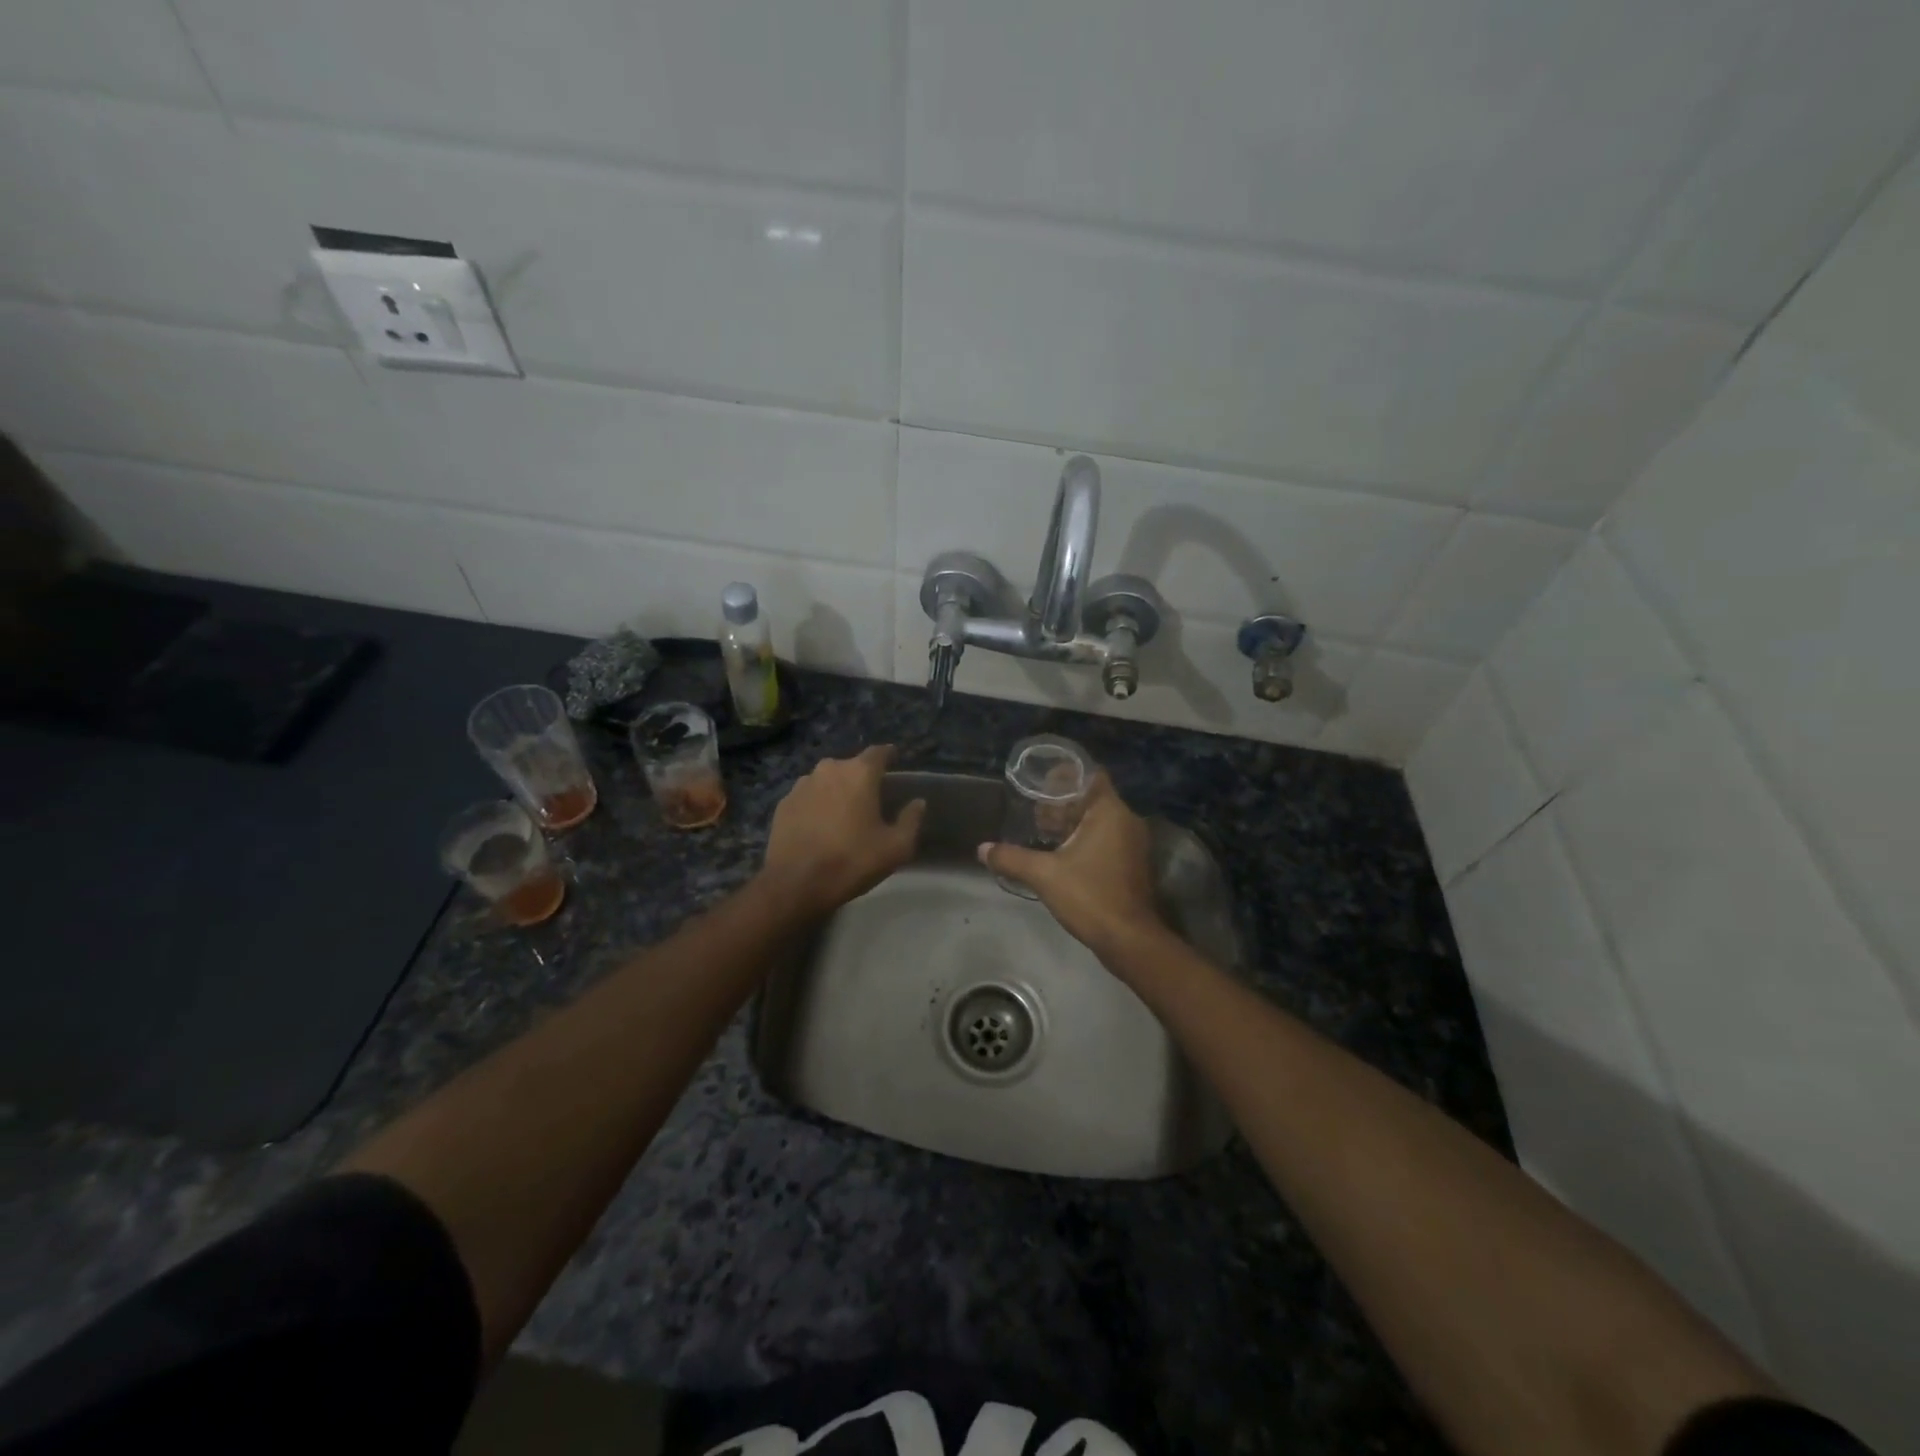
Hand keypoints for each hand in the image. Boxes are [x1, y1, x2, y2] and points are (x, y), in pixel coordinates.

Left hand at [758, 745, 925, 916]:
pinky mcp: (783, 803)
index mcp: (859, 773)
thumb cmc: (851, 861)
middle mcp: (829, 769)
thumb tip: (918, 803)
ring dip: (837, 791)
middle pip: (851, 766)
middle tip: (871, 799)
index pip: (879, 752)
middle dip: (862, 778)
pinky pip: (808, 797)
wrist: (794, 883)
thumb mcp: (896, 847)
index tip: (895, 761)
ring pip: (827, 781)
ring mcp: (801, 785)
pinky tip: (820, 826)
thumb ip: (911, 820)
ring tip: (844, 814)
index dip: (889, 755)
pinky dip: (816, 806)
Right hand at [978, 774, 1165, 955]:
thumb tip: (982, 849)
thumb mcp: (1044, 875)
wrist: (1129, 940)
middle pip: (1092, 798)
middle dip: (1062, 802)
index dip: (1065, 775)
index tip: (1040, 781)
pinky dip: (1084, 839)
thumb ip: (1011, 858)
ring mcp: (1132, 843)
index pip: (1090, 775)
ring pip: (1098, 820)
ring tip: (1041, 830)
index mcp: (1110, 812)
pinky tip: (1059, 853)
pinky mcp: (1131, 863)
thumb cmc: (1090, 896)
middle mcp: (1126, 821)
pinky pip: (1105, 839)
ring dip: (1072, 823)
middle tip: (1033, 809)